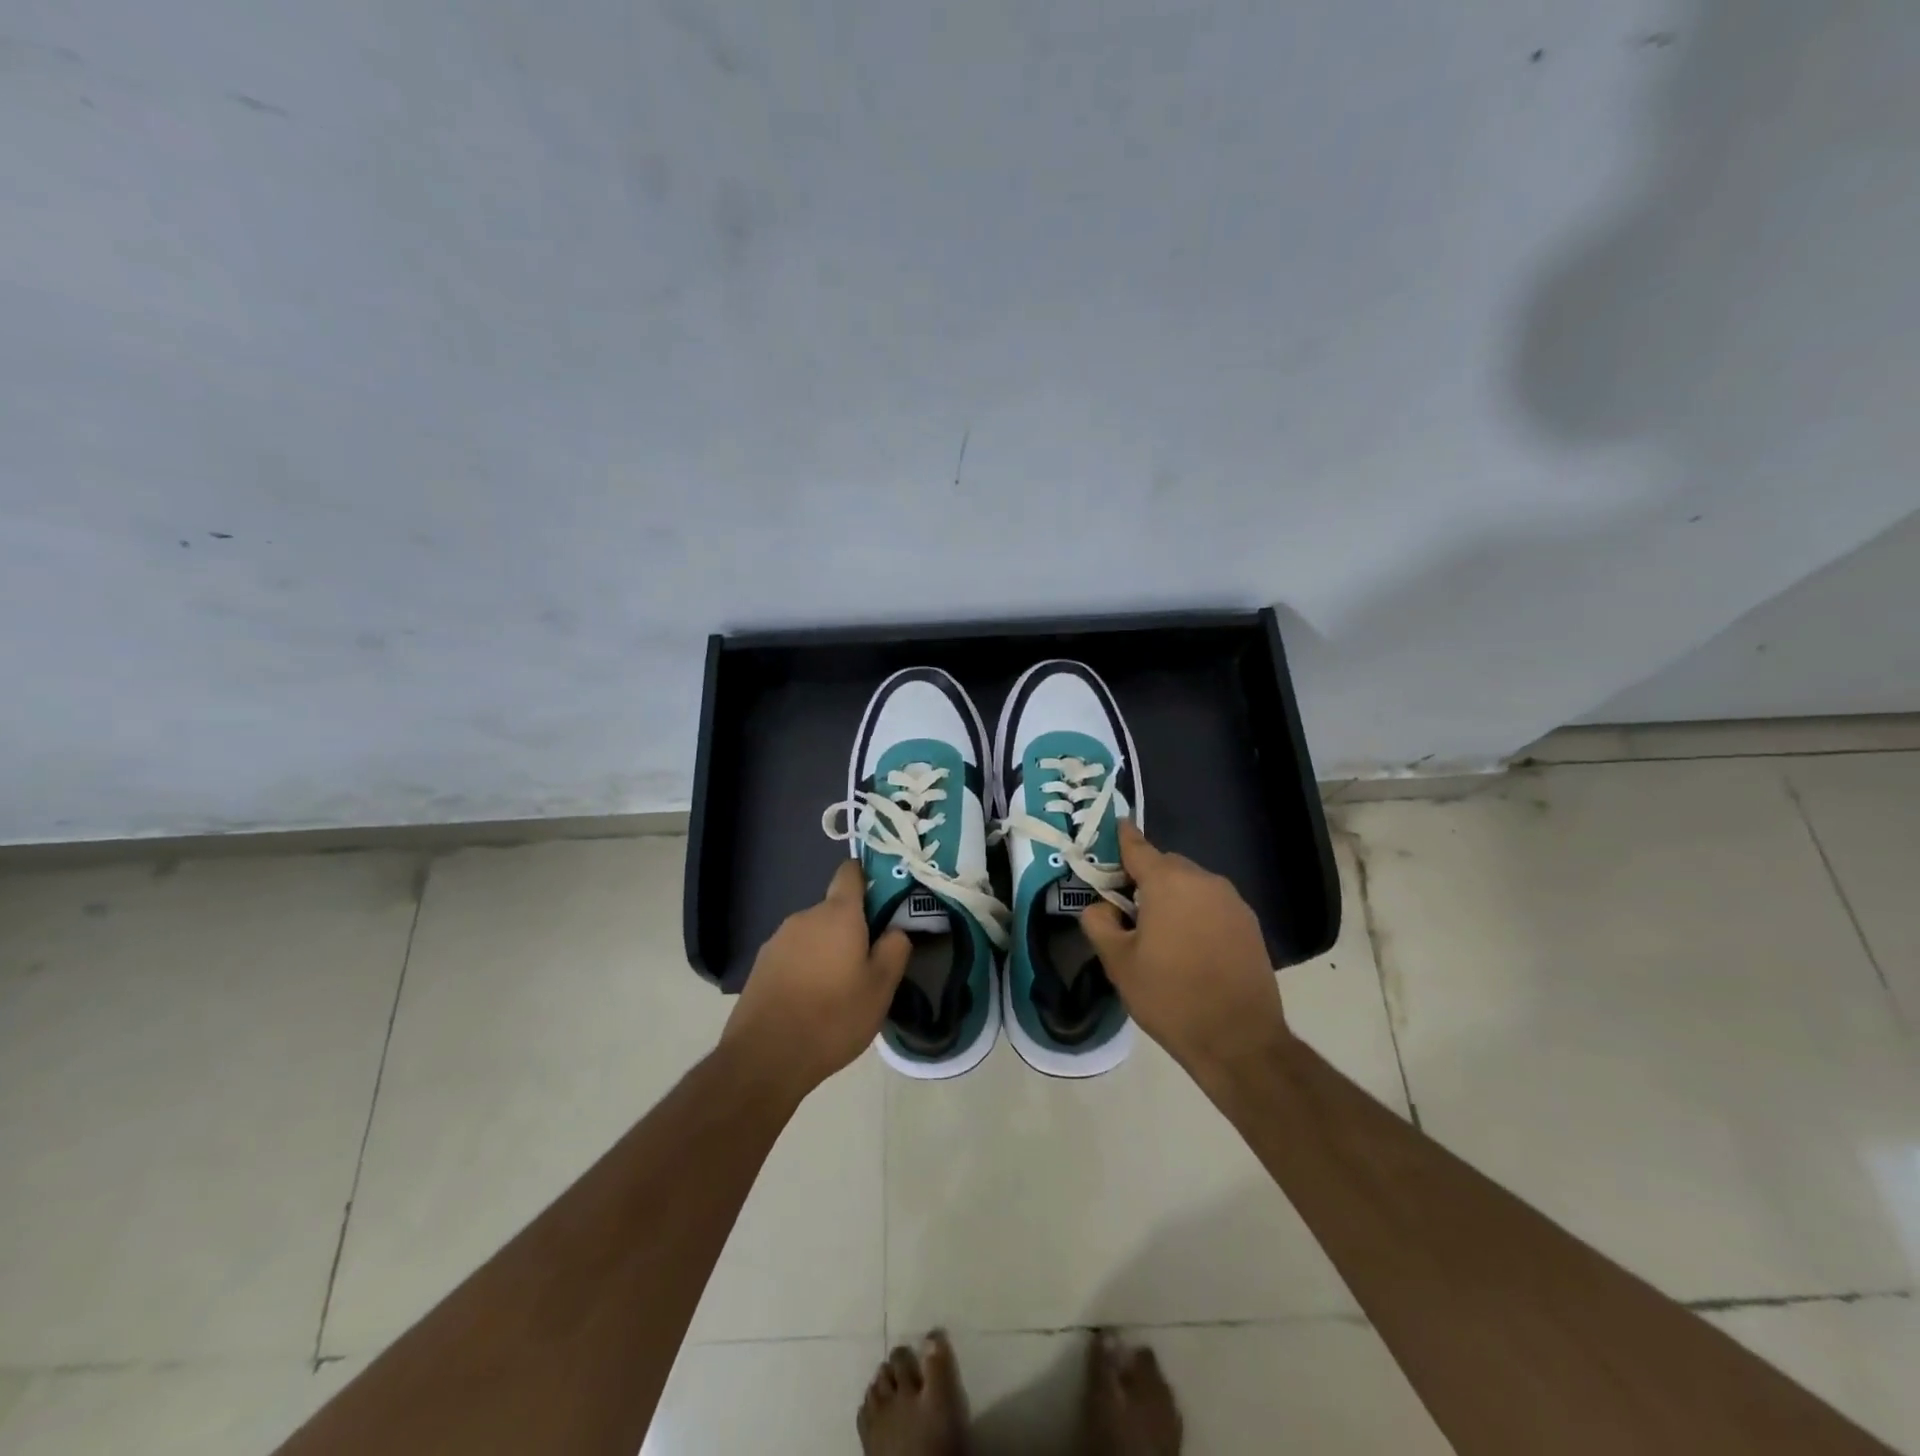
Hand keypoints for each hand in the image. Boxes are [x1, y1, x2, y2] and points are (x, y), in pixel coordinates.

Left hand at [723, 862, 911, 1097]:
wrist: (765, 1057)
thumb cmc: (833, 1017)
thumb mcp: (881, 988)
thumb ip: (895, 949)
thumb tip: (895, 930)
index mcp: (838, 914)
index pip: (851, 872)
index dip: (868, 878)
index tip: (884, 899)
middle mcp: (805, 916)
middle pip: (834, 909)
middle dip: (852, 928)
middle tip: (869, 963)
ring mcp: (778, 940)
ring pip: (814, 934)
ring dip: (828, 950)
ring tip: (839, 989)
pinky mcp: (760, 965)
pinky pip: (794, 955)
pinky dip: (805, 968)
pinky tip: (811, 1002)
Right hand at [1081, 821, 1289, 1075]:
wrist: (1239, 1040)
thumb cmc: (1170, 997)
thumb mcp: (1118, 962)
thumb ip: (1099, 922)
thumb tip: (1100, 906)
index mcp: (1168, 882)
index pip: (1136, 846)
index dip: (1119, 839)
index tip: (1109, 834)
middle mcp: (1203, 880)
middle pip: (1165, 865)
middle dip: (1144, 879)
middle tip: (1126, 910)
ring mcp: (1232, 900)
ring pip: (1191, 884)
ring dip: (1172, 896)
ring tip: (1159, 933)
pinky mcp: (1249, 923)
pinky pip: (1211, 904)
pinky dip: (1196, 912)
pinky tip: (1189, 946)